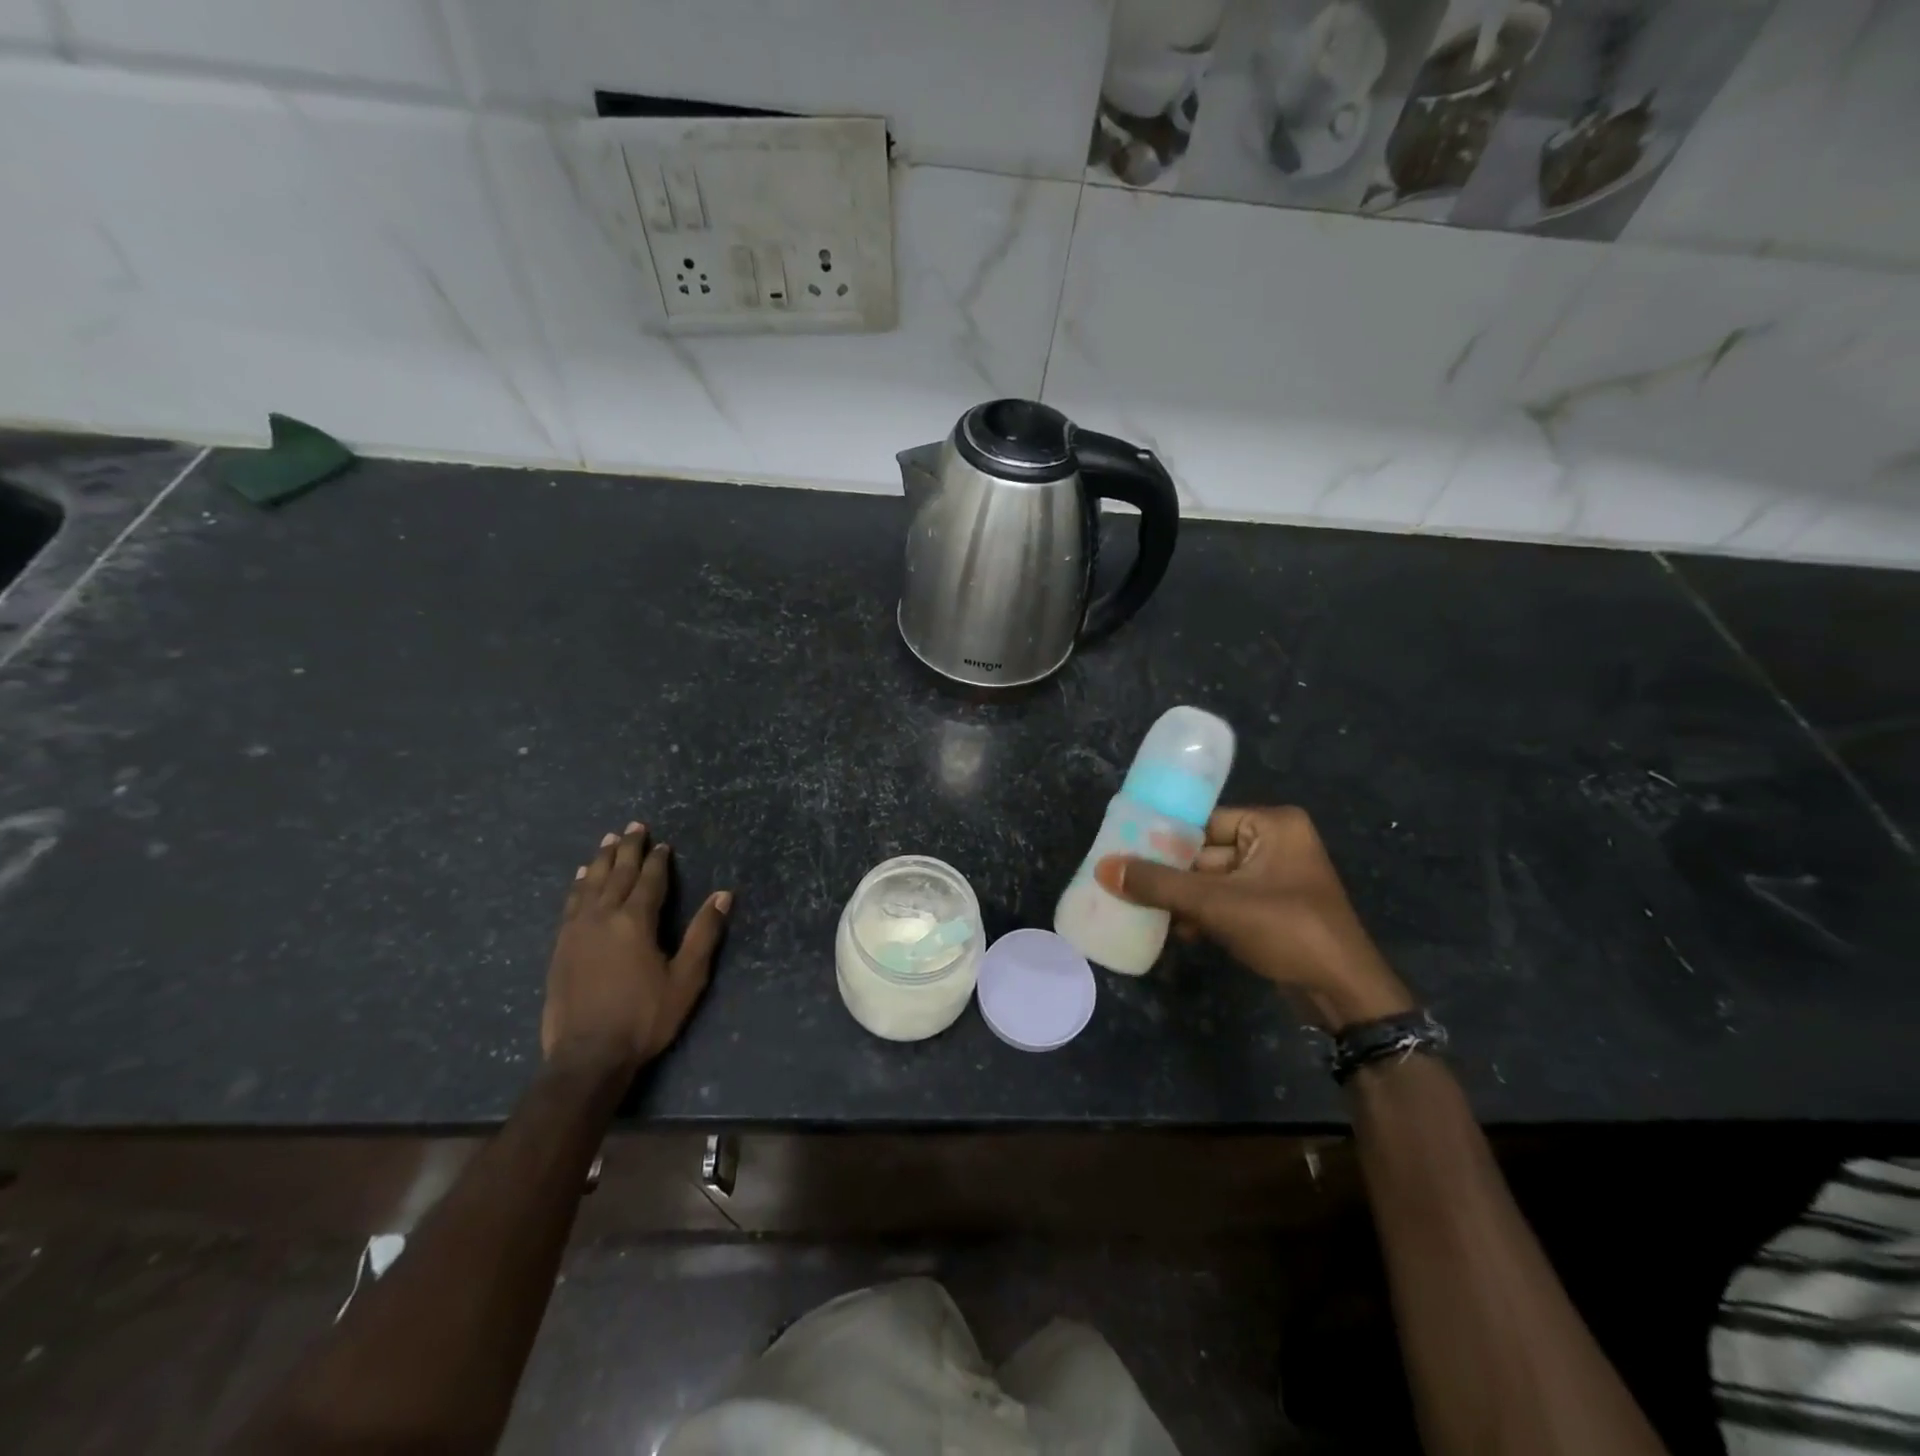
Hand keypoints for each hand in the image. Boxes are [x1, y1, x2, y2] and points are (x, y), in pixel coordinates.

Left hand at [542, 822, 730, 1076]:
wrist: (586, 1057)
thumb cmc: (644, 1017)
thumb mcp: (686, 978)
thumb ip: (704, 933)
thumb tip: (724, 894)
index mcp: (635, 921)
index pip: (650, 880)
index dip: (658, 861)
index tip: (663, 843)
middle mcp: (603, 917)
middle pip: (617, 874)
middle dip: (628, 849)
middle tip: (634, 826)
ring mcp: (576, 931)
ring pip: (590, 884)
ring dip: (601, 860)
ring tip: (608, 840)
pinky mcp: (560, 947)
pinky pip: (570, 904)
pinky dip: (578, 885)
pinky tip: (579, 878)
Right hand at [1096, 805, 1413, 1029]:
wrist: (1344, 994)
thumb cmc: (1286, 930)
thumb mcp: (1216, 903)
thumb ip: (1159, 884)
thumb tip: (1104, 868)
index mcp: (1272, 825)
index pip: (1203, 822)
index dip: (1163, 838)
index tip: (1124, 850)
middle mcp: (1276, 842)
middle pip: (1204, 852)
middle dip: (1170, 875)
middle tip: (1126, 884)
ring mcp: (1276, 878)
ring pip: (1212, 880)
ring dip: (1183, 899)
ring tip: (1144, 911)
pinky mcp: (1272, 908)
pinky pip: (1226, 901)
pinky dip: (1203, 914)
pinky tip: (1177, 932)